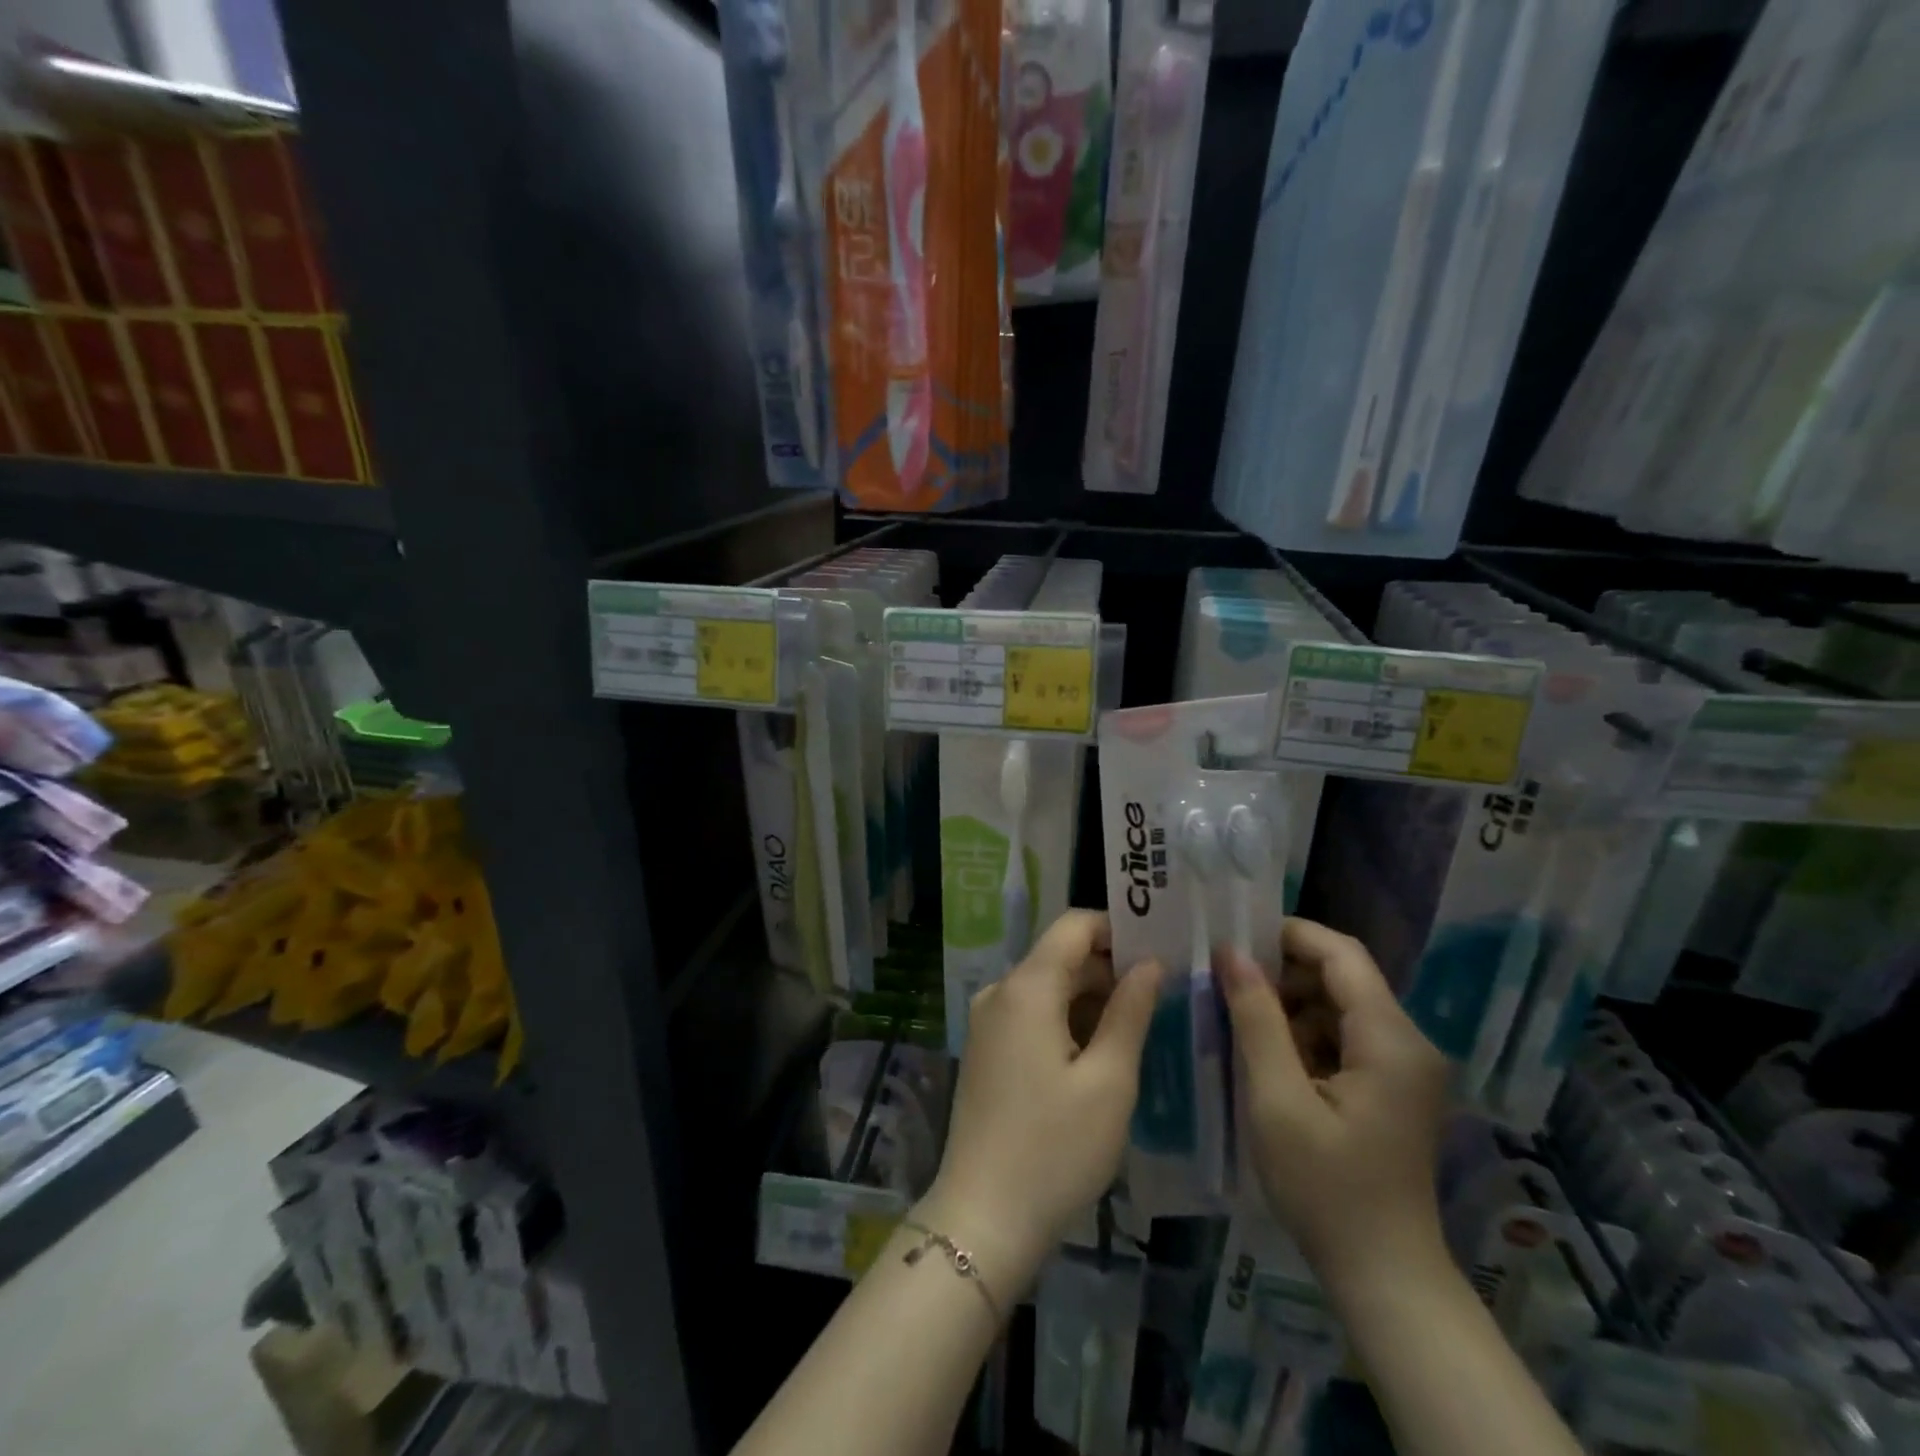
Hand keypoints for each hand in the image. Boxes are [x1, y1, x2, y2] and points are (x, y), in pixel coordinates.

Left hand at [920, 910, 1164, 1295]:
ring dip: (1090, 998)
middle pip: (1060, 956)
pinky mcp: (985, 1049)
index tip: (1159, 949)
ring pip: (1047, 987)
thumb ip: (1131, 1011)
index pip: (1073, 925)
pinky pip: (1031, 1014)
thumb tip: (1151, 963)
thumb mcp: (1109, 1080)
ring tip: (1139, 1027)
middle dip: (1109, 968)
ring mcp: (987, 1021)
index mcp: (1026, 987)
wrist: (982, 1217)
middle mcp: (1000, 991)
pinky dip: (1066, 1020)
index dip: (1116, 929)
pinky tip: (1099, 1053)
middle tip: (1162, 995)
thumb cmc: (1055, 1148)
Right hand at [1218, 918, 1450, 1294]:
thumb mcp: (1278, 1100)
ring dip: (1291, 1004)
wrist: (1384, 1277)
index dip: (1289, 935)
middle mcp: (1408, 1043)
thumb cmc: (1327, 1189)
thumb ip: (1257, 1020)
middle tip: (1227, 981)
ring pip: (1340, 1005)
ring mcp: (1404, 1067)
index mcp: (1390, 1040)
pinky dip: (1306, 1034)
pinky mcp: (1393, 1087)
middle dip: (1283, 971)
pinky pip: (1345, 1036)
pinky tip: (1269, 1055)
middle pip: (1343, 977)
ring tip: (1240, 1017)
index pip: (1342, 955)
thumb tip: (1232, 954)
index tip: (1234, 938)